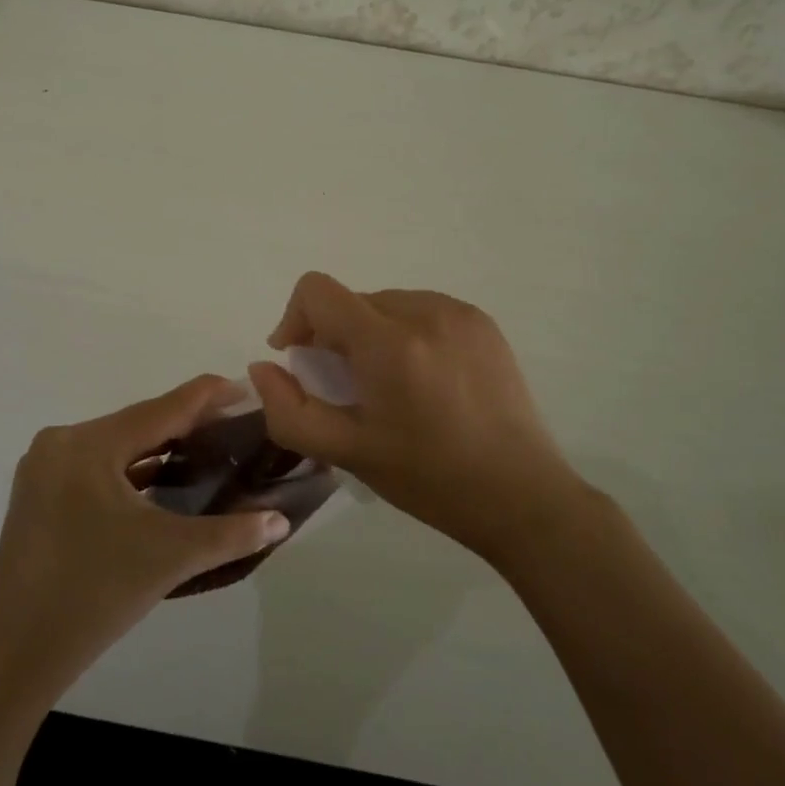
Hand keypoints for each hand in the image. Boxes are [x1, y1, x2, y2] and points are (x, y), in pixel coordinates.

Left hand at [0, 376, 290, 696]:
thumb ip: (231, 534)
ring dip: (158, 448)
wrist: (17, 656)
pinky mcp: (39, 495)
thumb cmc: (94, 595)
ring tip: (206, 447)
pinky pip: (96, 468)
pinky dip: (131, 470)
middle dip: (185, 424)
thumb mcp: (169, 557)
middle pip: (137, 425)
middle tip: (233, 423)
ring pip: (116, 447)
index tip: (243, 386)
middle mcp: (60, 443)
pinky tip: (162, 478)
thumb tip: (282, 521)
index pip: (159, 410)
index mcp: (87, 445)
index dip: (205, 397)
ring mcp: (43, 469)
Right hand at [248, 273, 583, 561]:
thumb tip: (264, 367)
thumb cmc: (428, 478)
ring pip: (386, 303)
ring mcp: (458, 312)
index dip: (295, 319)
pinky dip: (407, 334)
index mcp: (388, 342)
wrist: (521, 495)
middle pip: (353, 301)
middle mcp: (424, 311)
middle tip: (350, 389)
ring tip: (390, 386)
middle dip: (336, 337)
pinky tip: (425, 380)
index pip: (317, 290)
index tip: (302, 362)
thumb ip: (289, 410)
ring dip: (371, 334)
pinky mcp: (482, 322)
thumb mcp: (347, 453)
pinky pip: (422, 309)